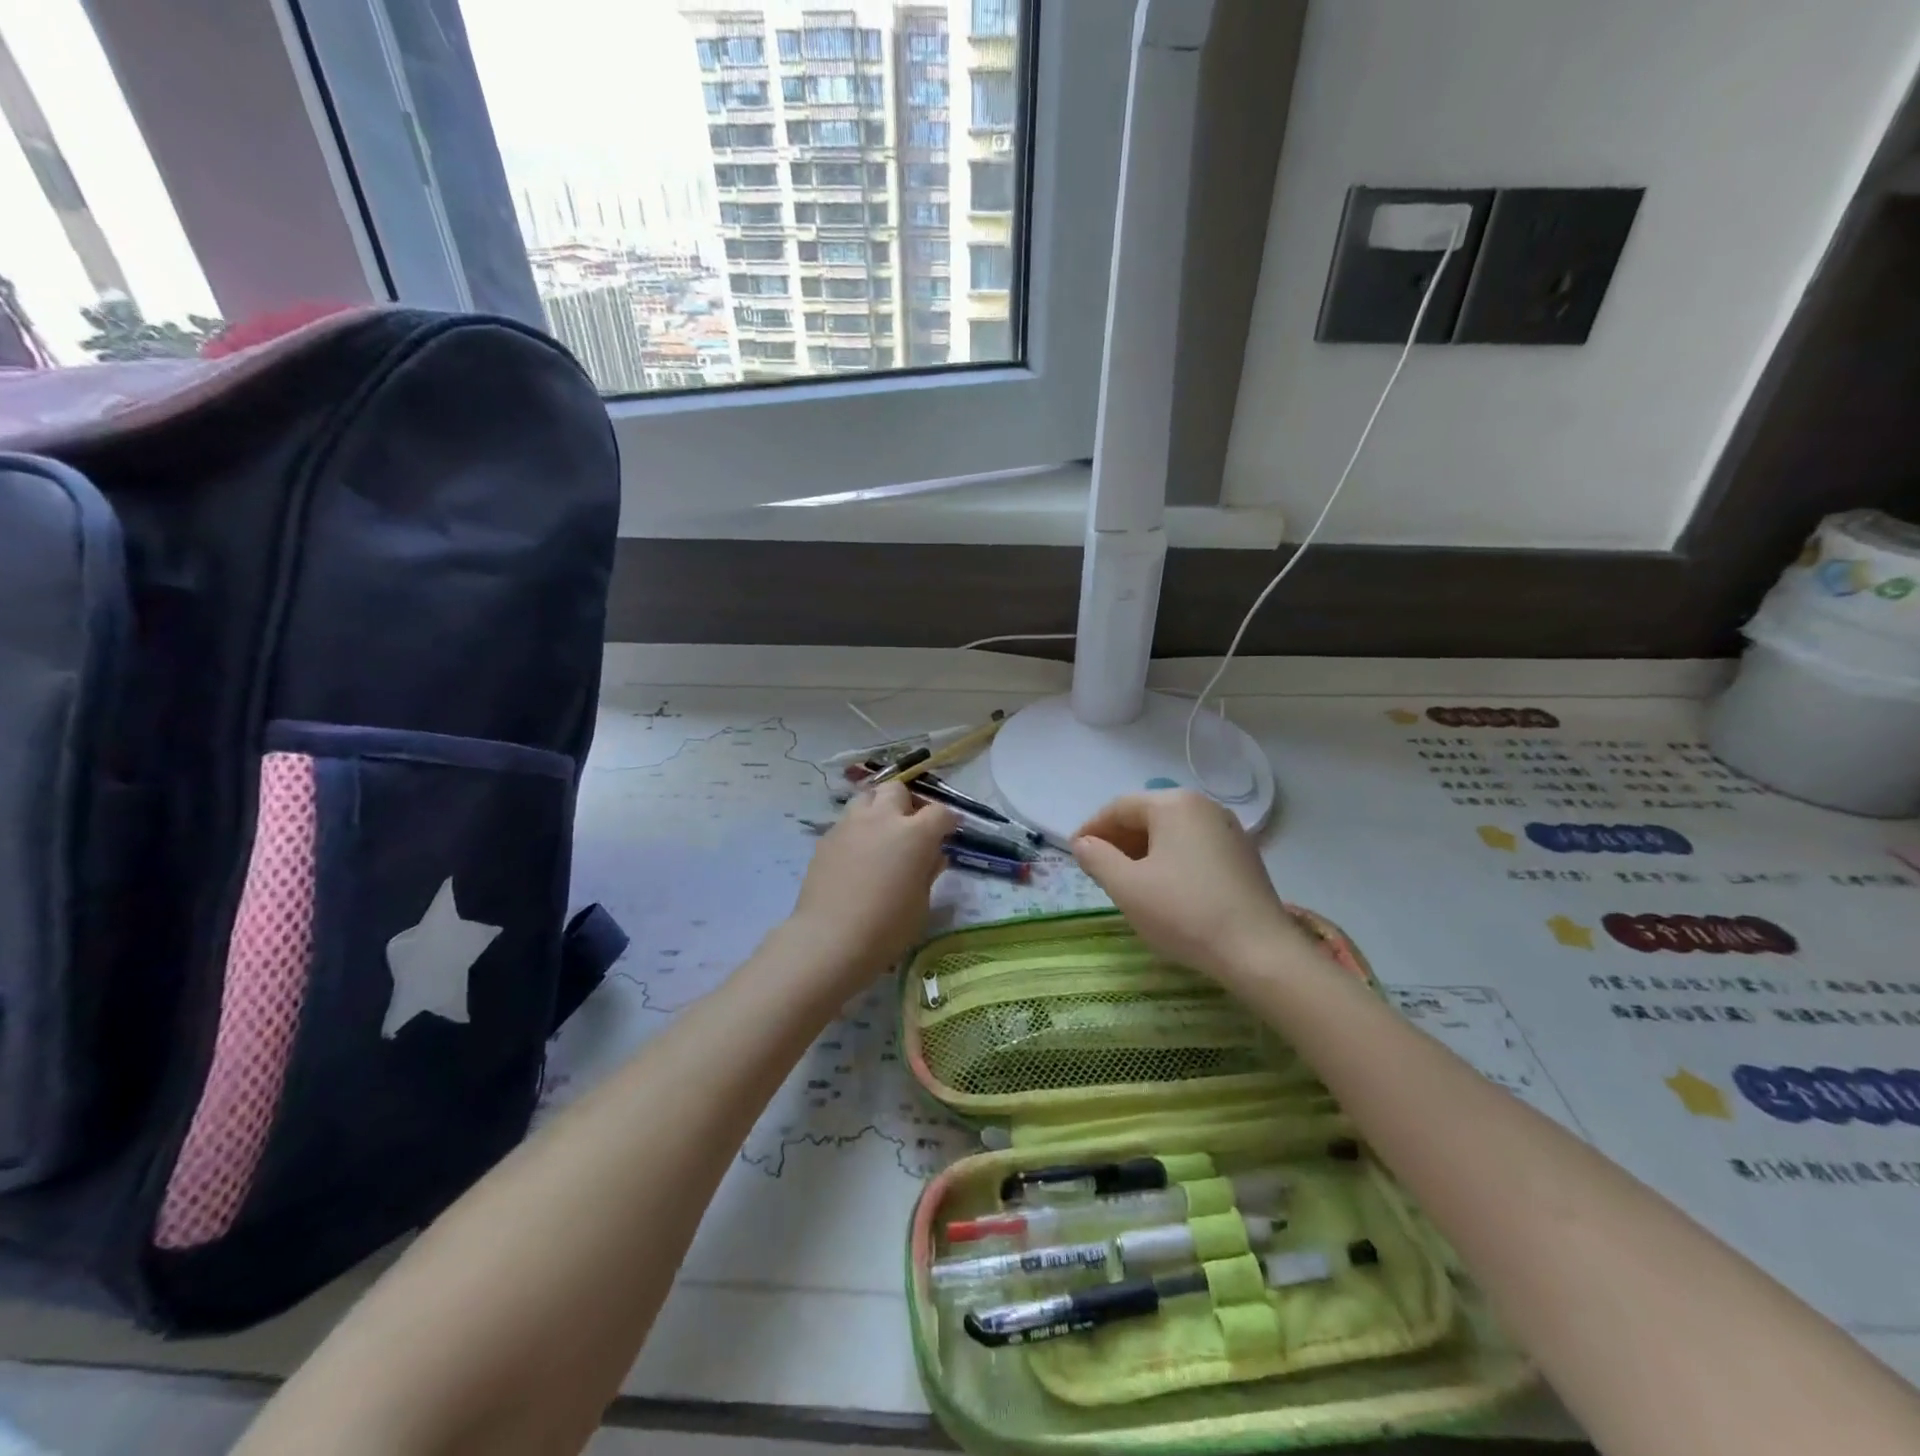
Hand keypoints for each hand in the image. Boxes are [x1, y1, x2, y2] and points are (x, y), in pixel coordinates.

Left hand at [784, 782, 956, 990]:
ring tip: (881, 834)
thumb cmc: (887, 927)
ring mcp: (850, 825)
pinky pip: (847, 822)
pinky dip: (857, 830)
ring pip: (867, 797)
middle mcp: (882, 819)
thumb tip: (933, 855)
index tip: (949, 831)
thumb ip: (928, 871)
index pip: (940, 812)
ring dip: (878, 809)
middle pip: (897, 790)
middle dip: (907, 803)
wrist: (830, 939)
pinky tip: (857, 855)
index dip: (948, 821)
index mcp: (915, 834)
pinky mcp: (826, 838)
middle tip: (911, 827)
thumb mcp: (920, 903)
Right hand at [1072, 790, 1312, 981]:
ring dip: (1143, 852)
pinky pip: (1194, 847)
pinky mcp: (1243, 855)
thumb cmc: (1184, 912)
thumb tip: (1083, 843)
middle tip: (1098, 870)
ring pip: (1172, 833)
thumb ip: (1097, 858)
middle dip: (1118, 840)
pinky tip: (1164, 889)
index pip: (1119, 808)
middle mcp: (1204, 806)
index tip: (1076, 854)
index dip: (1092, 829)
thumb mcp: (1127, 887)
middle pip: (1148, 816)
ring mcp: (1228, 829)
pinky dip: (1171, 860)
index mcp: (1173, 804)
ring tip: (1127, 882)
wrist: (1258, 952)